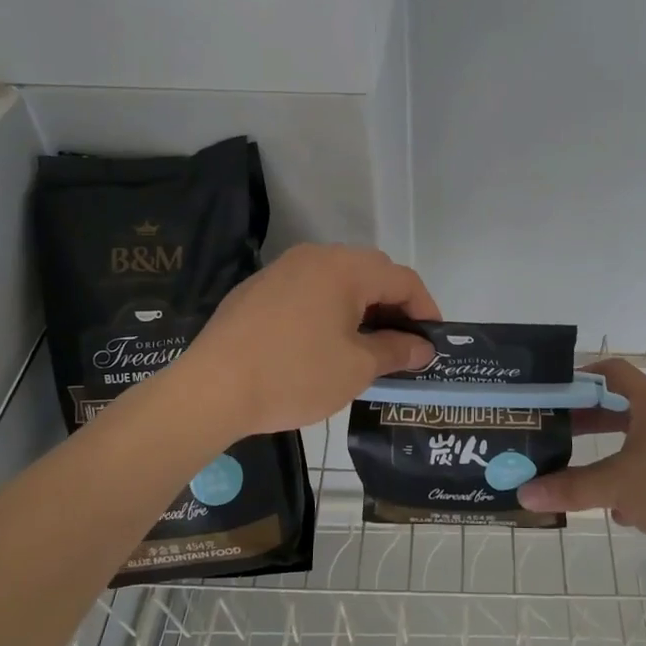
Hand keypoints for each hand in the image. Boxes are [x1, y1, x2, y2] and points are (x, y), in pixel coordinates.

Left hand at [175, 244, 439, 438]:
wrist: (212, 389)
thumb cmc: (295, 375)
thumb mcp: (356, 368)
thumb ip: (396, 351)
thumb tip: (423, 347)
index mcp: (345, 268)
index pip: (403, 279)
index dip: (425, 309)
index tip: (433, 342)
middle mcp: (315, 256)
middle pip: (371, 273)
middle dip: (394, 306)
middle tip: (403, 345)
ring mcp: (282, 269)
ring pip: (338, 280)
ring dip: (361, 308)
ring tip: (367, 346)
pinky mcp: (258, 289)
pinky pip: (309, 290)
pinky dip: (329, 309)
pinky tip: (324, 343)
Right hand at [517, 358, 645, 589]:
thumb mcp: (617, 487)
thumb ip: (570, 488)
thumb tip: (524, 493)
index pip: (613, 372)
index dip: (582, 377)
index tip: (553, 393)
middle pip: (622, 407)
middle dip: (588, 420)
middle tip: (555, 432)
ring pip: (638, 441)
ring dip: (609, 453)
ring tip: (578, 470)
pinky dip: (633, 480)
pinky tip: (619, 509)